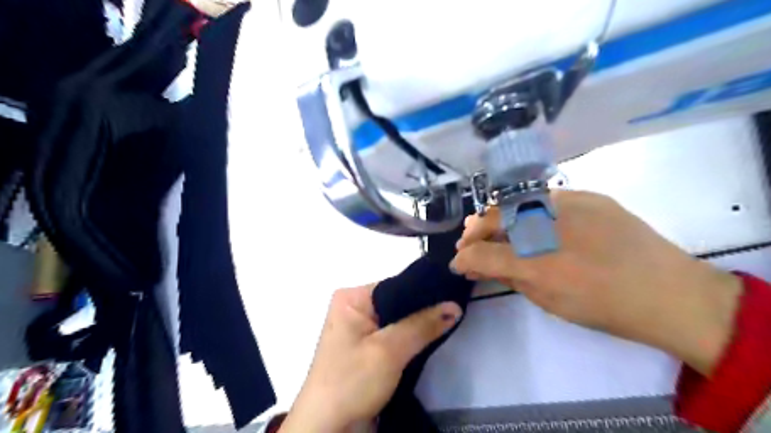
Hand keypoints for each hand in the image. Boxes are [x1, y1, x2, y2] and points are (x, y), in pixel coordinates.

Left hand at [282, 284, 462, 431]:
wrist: (327, 429)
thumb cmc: (351, 382)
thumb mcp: (389, 351)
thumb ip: (423, 325)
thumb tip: (455, 305)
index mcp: (351, 297)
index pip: (397, 284)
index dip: (425, 291)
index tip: (454, 295)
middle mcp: (354, 306)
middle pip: (398, 301)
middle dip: (424, 309)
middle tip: (457, 309)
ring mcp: (359, 328)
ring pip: (398, 319)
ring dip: (419, 325)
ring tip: (450, 321)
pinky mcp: (366, 347)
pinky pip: (394, 334)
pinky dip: (410, 337)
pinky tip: (431, 336)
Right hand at [453, 189, 740, 375]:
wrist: (668, 293)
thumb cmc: (602, 306)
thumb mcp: (546, 299)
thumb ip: (508, 276)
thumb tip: (479, 265)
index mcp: (535, 263)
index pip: (482, 254)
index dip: (464, 257)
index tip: (458, 262)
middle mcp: (546, 226)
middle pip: (493, 219)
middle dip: (474, 232)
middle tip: (468, 242)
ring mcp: (567, 203)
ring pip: (514, 203)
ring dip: (495, 217)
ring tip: (489, 228)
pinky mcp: (587, 195)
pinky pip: (542, 197)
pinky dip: (525, 209)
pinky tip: (526, 219)